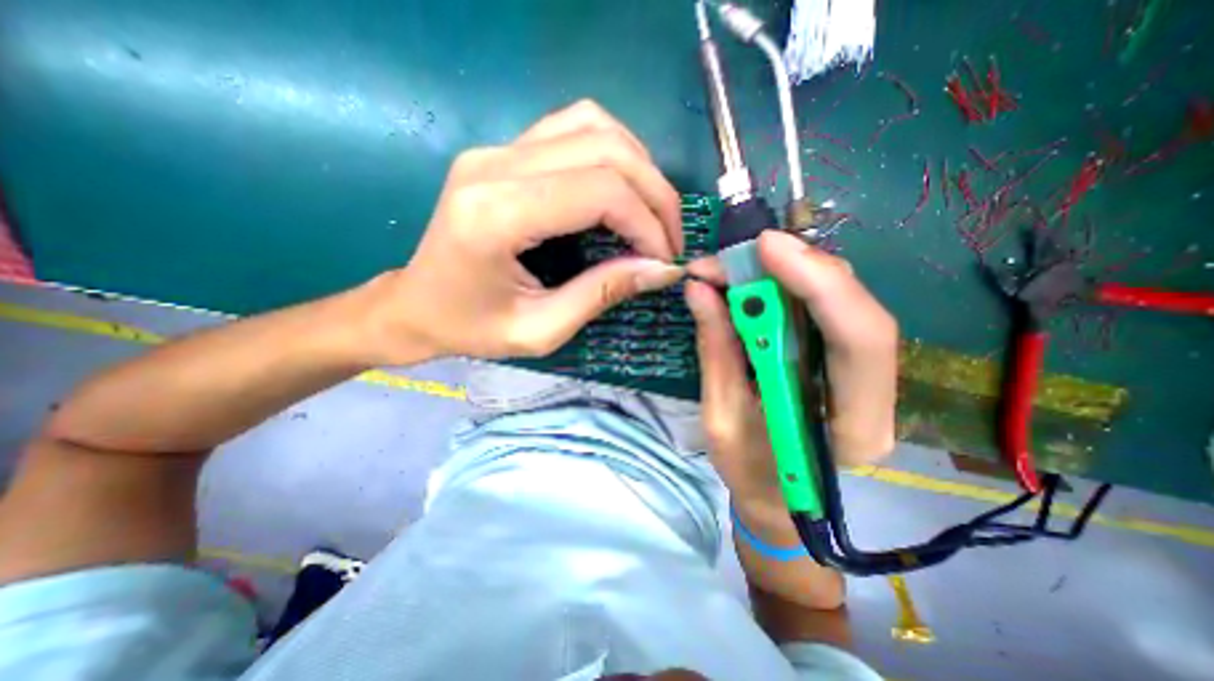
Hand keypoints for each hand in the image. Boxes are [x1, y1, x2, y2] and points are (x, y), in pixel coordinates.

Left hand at [364, 99, 686, 360]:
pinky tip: (622, 187)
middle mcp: (494, 165)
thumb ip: (602, 294)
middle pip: (605, 150)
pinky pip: (573, 126)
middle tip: (669, 239)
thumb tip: (661, 269)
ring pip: (594, 126)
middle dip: (655, 195)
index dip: (647, 222)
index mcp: (496, 216)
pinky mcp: (502, 151)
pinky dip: (613, 151)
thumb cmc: (471, 328)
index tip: (664, 259)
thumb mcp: (541, 330)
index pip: (599, 191)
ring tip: (651, 214)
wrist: (415, 306)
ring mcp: (496, 149)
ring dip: (639, 167)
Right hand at [682, 230, 899, 514]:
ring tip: (731, 269)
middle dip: (795, 268)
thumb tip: (699, 290)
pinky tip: (751, 282)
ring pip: (839, 301)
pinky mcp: (841, 360)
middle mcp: (874, 394)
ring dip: (785, 274)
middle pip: (853, 308)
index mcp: (853, 427)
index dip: (818, 283)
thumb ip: (716, 351)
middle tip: (734, 256)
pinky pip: (820, 310)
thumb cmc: (750, 474)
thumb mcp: (721, 418)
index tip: (765, 248)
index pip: (859, 339)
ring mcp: (864, 374)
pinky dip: (785, 288)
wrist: (779, 501)